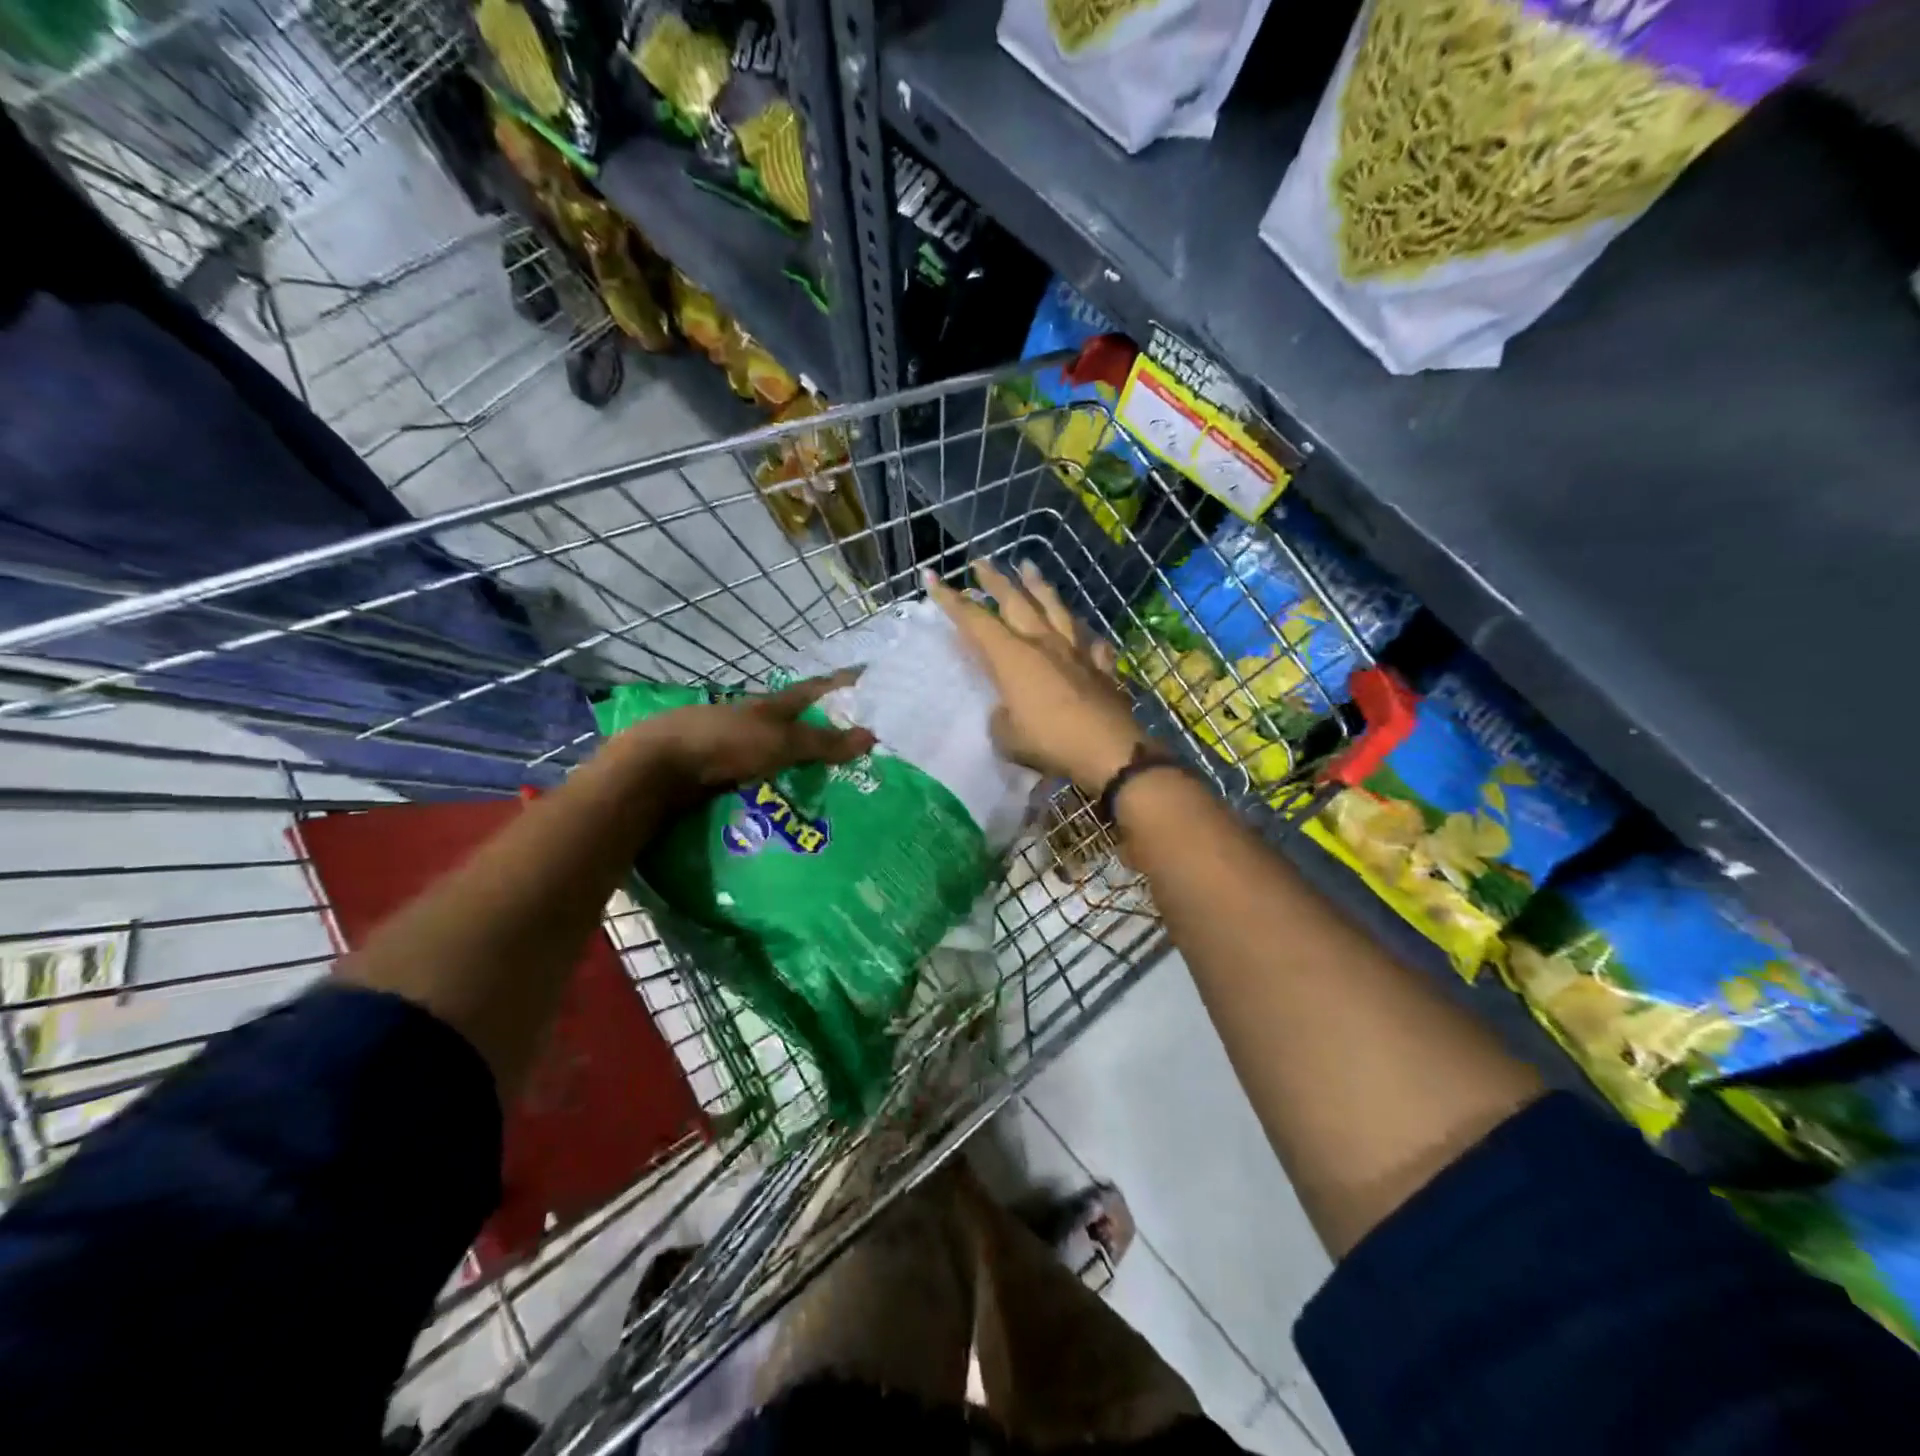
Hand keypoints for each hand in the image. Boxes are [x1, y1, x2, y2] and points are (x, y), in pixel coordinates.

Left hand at [646, 671, 875, 790]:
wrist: (661, 767)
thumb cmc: (725, 743)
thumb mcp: (781, 741)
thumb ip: (823, 742)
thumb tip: (872, 736)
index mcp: (772, 704)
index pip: (816, 688)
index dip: (842, 683)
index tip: (868, 679)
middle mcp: (756, 719)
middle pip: (798, 718)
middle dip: (826, 725)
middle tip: (859, 739)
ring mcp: (736, 743)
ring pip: (779, 746)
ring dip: (803, 755)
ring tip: (833, 774)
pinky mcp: (722, 768)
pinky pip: (763, 771)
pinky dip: (782, 777)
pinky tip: (794, 791)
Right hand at [926, 559, 1153, 793]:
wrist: (1108, 750)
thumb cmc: (1049, 741)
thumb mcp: (1006, 736)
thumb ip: (1001, 717)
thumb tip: (1007, 709)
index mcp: (1013, 657)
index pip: (975, 621)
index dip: (951, 600)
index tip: (932, 577)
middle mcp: (1043, 644)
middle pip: (1016, 602)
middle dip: (995, 580)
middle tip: (981, 562)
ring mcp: (1075, 652)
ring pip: (1055, 609)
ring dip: (1039, 586)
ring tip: (1028, 567)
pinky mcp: (1101, 667)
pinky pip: (1091, 643)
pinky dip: (1084, 634)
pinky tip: (1084, 630)